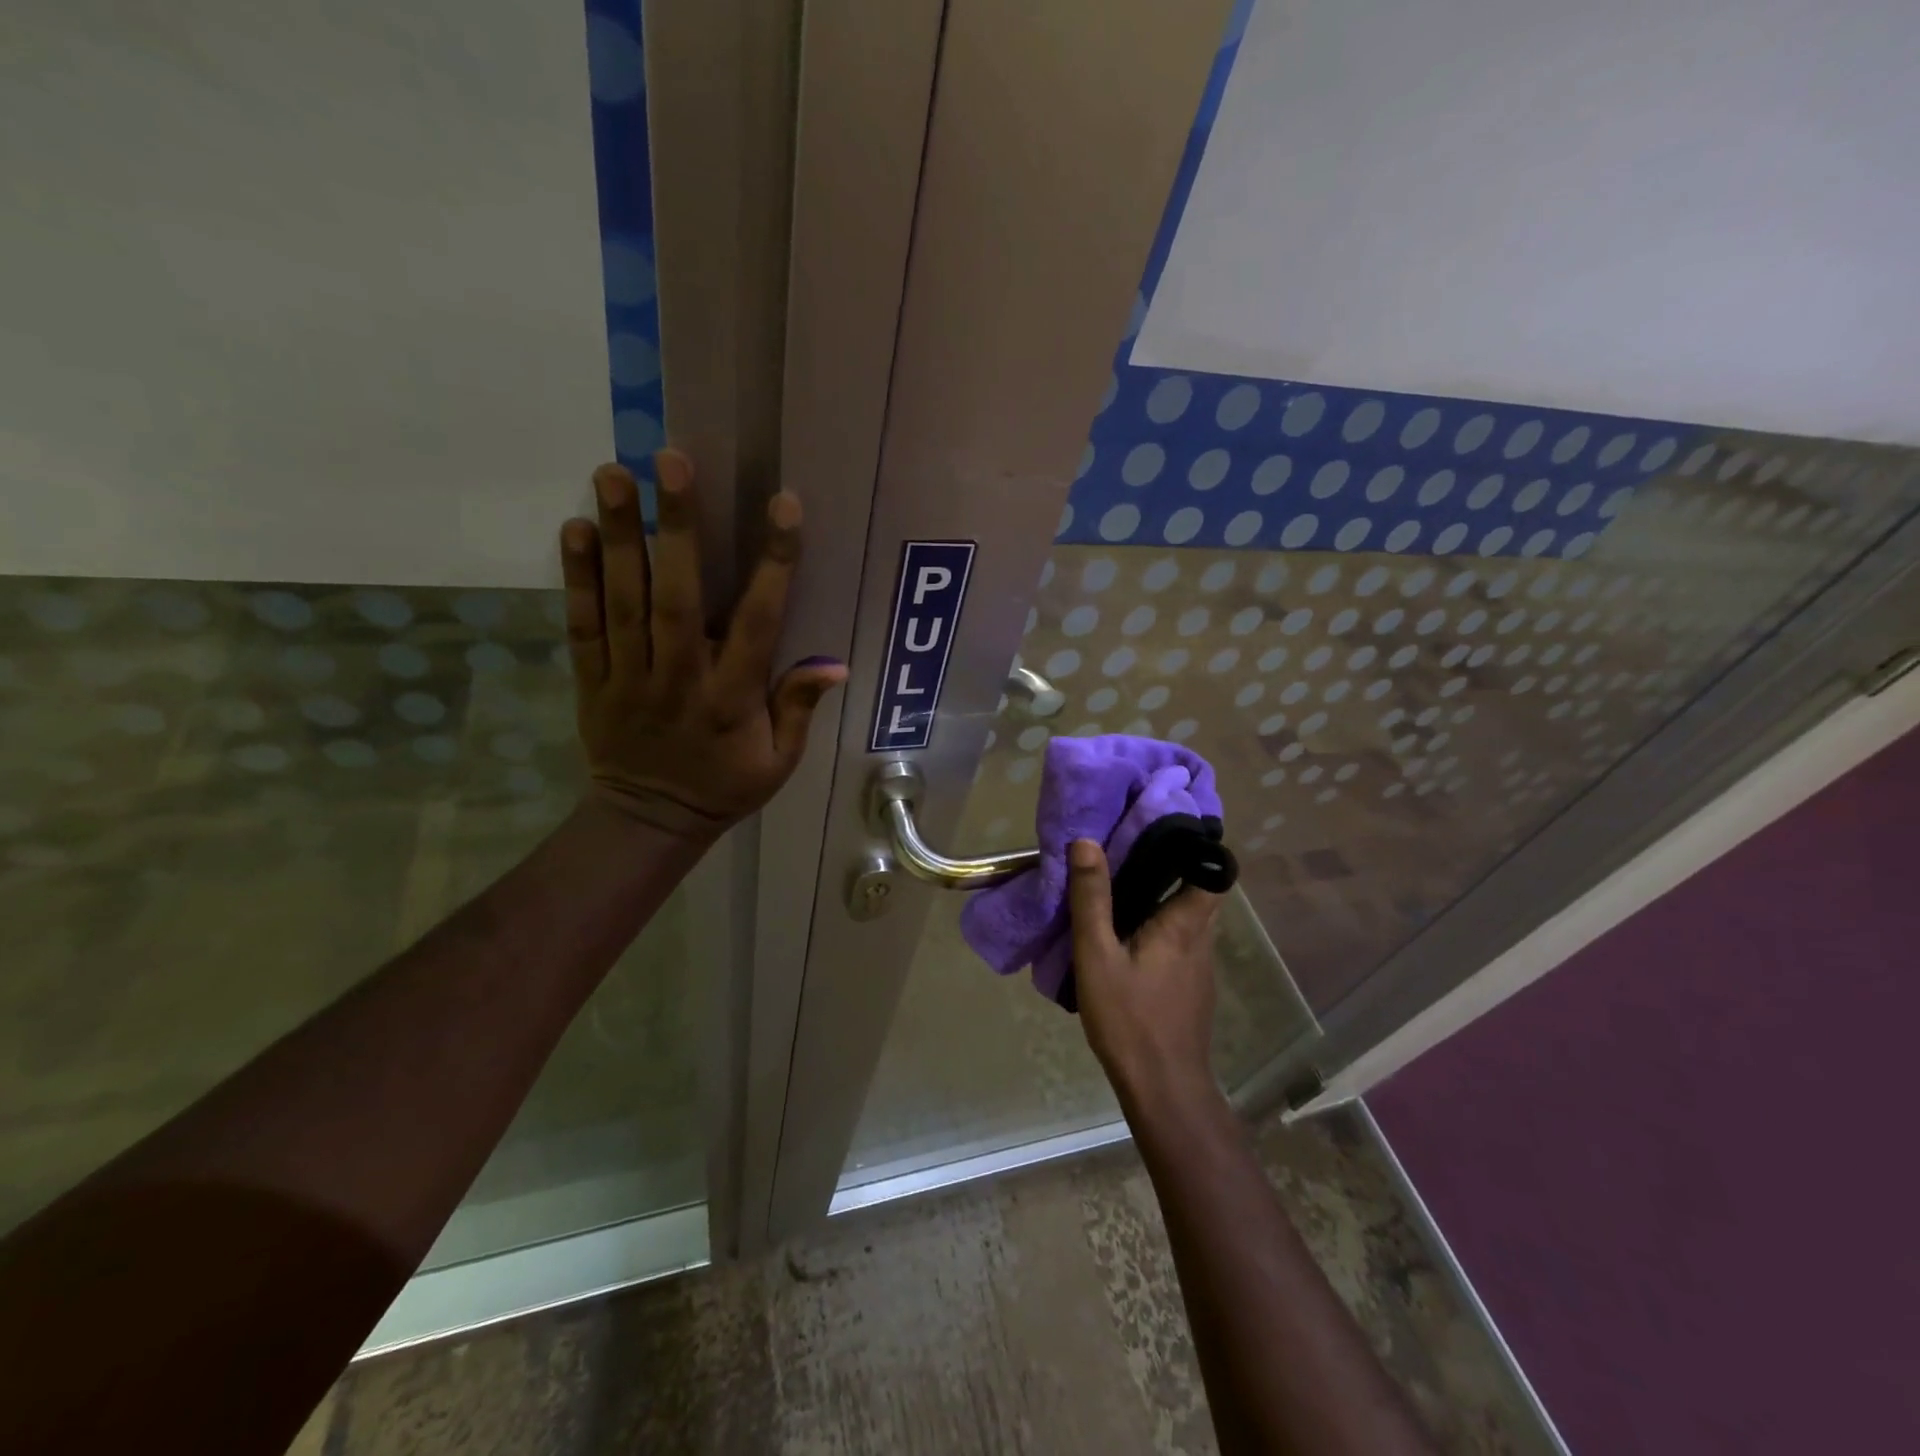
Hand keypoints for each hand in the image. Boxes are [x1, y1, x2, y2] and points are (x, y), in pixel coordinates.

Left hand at [560, 451, 847, 838]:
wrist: (649, 821)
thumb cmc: (726, 787)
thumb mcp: (779, 762)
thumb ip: (798, 709)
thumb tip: (835, 665)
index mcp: (733, 700)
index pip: (758, 624)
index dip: (774, 565)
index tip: (783, 507)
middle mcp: (680, 680)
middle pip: (678, 599)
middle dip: (677, 529)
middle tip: (671, 461)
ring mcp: (630, 678)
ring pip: (624, 602)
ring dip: (620, 537)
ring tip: (614, 473)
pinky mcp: (592, 681)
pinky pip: (583, 626)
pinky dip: (577, 578)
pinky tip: (575, 528)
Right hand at [1067, 838, 1224, 1109]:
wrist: (1164, 1087)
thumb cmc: (1130, 1018)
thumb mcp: (1097, 955)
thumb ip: (1092, 899)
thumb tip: (1087, 842)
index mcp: (1185, 922)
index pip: (1214, 869)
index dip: (1197, 844)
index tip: (1164, 826)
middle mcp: (1202, 937)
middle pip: (1200, 888)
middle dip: (1173, 864)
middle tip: (1132, 848)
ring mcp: (1201, 964)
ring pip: (1191, 914)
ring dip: (1166, 894)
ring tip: (1126, 883)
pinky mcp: (1193, 984)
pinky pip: (1182, 938)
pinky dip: (1163, 923)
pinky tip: (1131, 934)